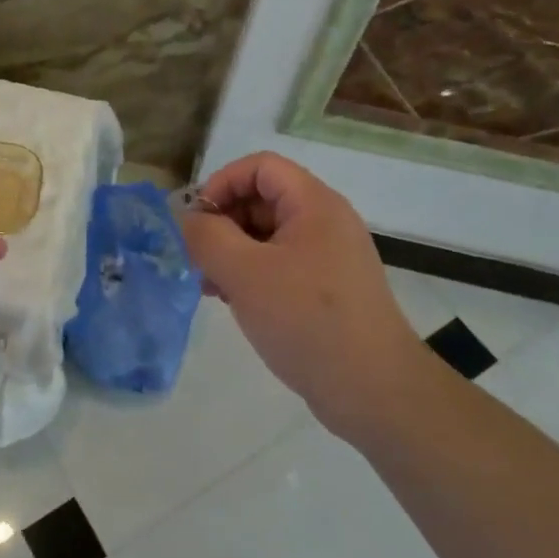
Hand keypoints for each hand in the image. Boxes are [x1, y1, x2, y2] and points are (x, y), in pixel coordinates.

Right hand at [179, 152, 425, 433]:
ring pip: (267, 235)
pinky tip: (231, 301)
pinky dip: (251, 274)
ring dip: (231, 251)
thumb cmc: (307, 320)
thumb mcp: (245, 273)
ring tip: (208, 285)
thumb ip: (206, 237)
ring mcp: (328, 257)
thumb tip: (185, 220)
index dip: (222, 183)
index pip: (260, 166)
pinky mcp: (326, 289)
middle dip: (222, 222)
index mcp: (314, 204)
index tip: (196, 221)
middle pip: (262, 198)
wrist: (373, 390)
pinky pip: (280, 264)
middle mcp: (325, 221)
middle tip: (196, 258)